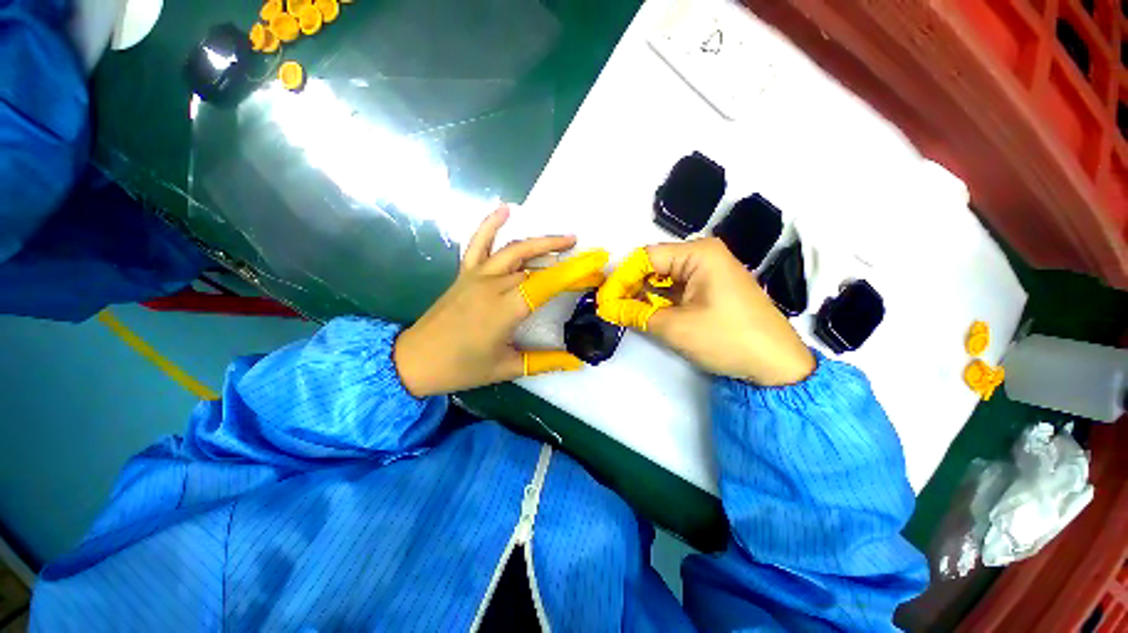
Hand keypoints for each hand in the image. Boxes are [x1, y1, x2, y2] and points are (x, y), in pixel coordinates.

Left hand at [394, 205, 607, 396]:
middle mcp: (493, 285)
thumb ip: (545, 361)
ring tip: (567, 239)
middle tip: (590, 263)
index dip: (575, 273)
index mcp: (506, 309)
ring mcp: (476, 275)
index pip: (549, 283)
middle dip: (568, 262)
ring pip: (514, 249)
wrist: (413, 361)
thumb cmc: (461, 368)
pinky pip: (478, 242)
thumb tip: (577, 361)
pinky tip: (506, 208)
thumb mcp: (508, 367)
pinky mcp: (464, 273)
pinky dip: (491, 223)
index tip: (597, 267)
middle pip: (537, 266)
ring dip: (542, 241)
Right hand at [597, 238, 814, 385]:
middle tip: (609, 307)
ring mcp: (709, 272)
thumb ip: (636, 313)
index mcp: (699, 253)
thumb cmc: (727, 339)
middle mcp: (704, 255)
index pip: (646, 257)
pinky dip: (659, 300)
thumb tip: (606, 307)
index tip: (603, 298)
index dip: (621, 277)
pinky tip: (644, 312)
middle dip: (630, 286)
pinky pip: (677, 289)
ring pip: (664, 278)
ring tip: (622, 311)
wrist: (776, 365)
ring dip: (643, 294)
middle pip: (654, 265)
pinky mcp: (711, 289)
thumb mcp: (675, 327)